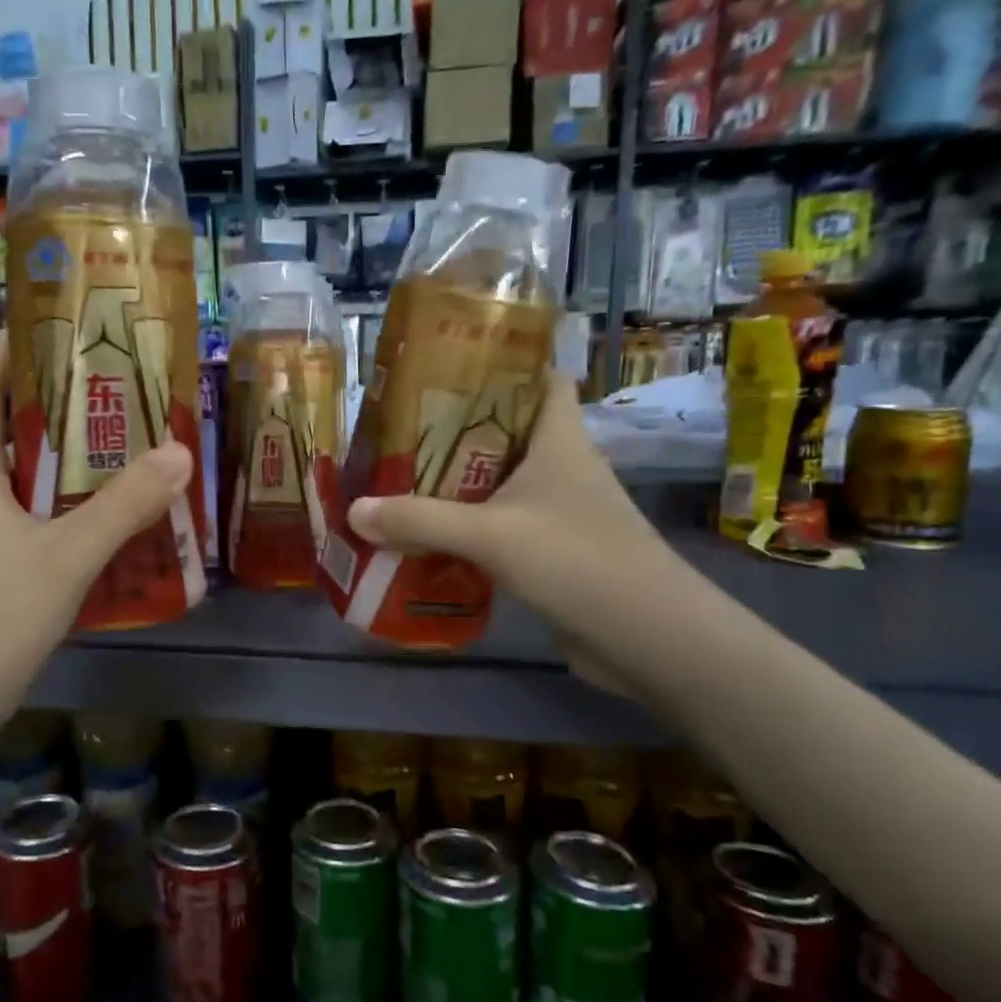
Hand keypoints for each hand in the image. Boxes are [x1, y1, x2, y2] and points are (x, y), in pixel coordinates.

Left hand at [0, 334, 190, 730]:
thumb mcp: (65, 556)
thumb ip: (123, 506)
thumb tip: (179, 451)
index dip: (10, 353)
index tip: (56, 326)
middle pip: (15, 431)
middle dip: (62, 405)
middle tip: (122, 387)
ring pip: (34, 480)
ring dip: (76, 462)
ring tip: (133, 443)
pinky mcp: (2, 570)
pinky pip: (44, 521)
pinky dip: (79, 509)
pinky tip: (121, 517)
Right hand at [346, 374, 693, 691]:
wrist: (646, 638)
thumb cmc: (576, 560)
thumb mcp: (490, 533)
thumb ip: (420, 519)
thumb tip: (355, 510)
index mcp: (559, 439)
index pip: (542, 378)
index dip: (503, 363)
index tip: (448, 365)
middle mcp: (561, 467)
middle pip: (507, 431)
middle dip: (456, 428)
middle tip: (400, 429)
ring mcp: (559, 512)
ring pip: (500, 483)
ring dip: (456, 483)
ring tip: (400, 478)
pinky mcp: (551, 553)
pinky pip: (499, 527)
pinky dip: (466, 528)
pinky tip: (427, 536)